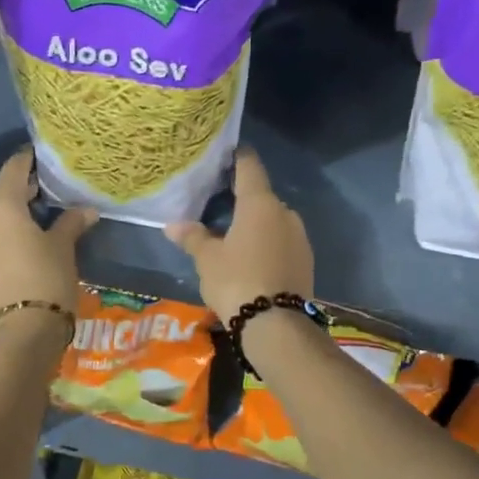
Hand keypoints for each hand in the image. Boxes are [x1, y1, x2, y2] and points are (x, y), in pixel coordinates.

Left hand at [0, 148, 95, 326]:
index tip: (44, 156)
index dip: (30, 160)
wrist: (17, 337)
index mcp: (0, 205)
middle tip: (51, 193)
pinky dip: (4, 241)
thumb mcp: (63, 248)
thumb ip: (71, 223)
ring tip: (40, 225)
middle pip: (2, 196)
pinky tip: (24, 249)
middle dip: (25, 194)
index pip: (14, 169)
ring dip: (14, 220)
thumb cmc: (45, 280)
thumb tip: (86, 210)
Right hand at [164, 149, 312, 321]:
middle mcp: (284, 213)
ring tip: (233, 236)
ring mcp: (300, 237)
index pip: (249, 167)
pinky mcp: (306, 261)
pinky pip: (282, 242)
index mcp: (260, 203)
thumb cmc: (236, 281)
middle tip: (219, 204)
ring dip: (256, 224)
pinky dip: (268, 244)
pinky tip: (252, 258)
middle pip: (261, 196)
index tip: (227, 152)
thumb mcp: (207, 259)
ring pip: (273, 221)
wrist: (276, 326)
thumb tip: (172, 225)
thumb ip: (193, 237)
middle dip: (243, 198)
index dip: (238, 157)